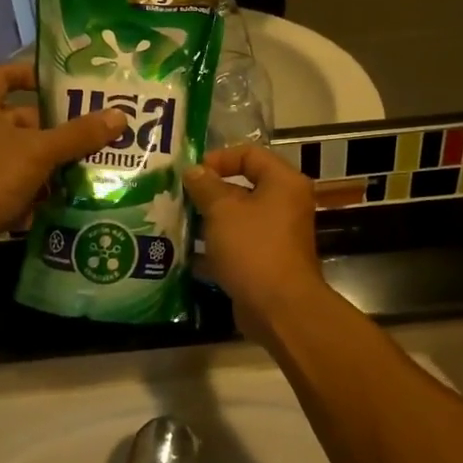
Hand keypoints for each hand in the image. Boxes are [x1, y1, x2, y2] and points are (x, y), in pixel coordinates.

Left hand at [0, 63, 127, 266]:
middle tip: (95, 130)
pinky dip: (41, 194)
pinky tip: (72, 198)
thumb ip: (78, 134)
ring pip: (24, 158)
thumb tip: (120, 115)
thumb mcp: (38, 150)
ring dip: (54, 163)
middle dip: (56, 127)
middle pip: (22, 121)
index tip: (60, 83)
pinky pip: (20, 189)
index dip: (29, 74)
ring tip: (93, 164)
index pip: (3, 76)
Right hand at [183, 146, 323, 328]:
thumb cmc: (253, 248)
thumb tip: (193, 171)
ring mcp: (277, 235)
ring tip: (177, 221)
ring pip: (238, 218)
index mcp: (283, 182)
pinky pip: (238, 245)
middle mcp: (285, 204)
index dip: (219, 158)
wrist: (279, 308)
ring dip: (209, 220)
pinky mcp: (266, 261)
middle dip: (209, 191)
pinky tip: (187, 253)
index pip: (250, 154)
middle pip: (243, 186)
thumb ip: (205, 186)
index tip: (192, 173)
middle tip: (178, 196)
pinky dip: (215, 246)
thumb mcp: (222, 210)